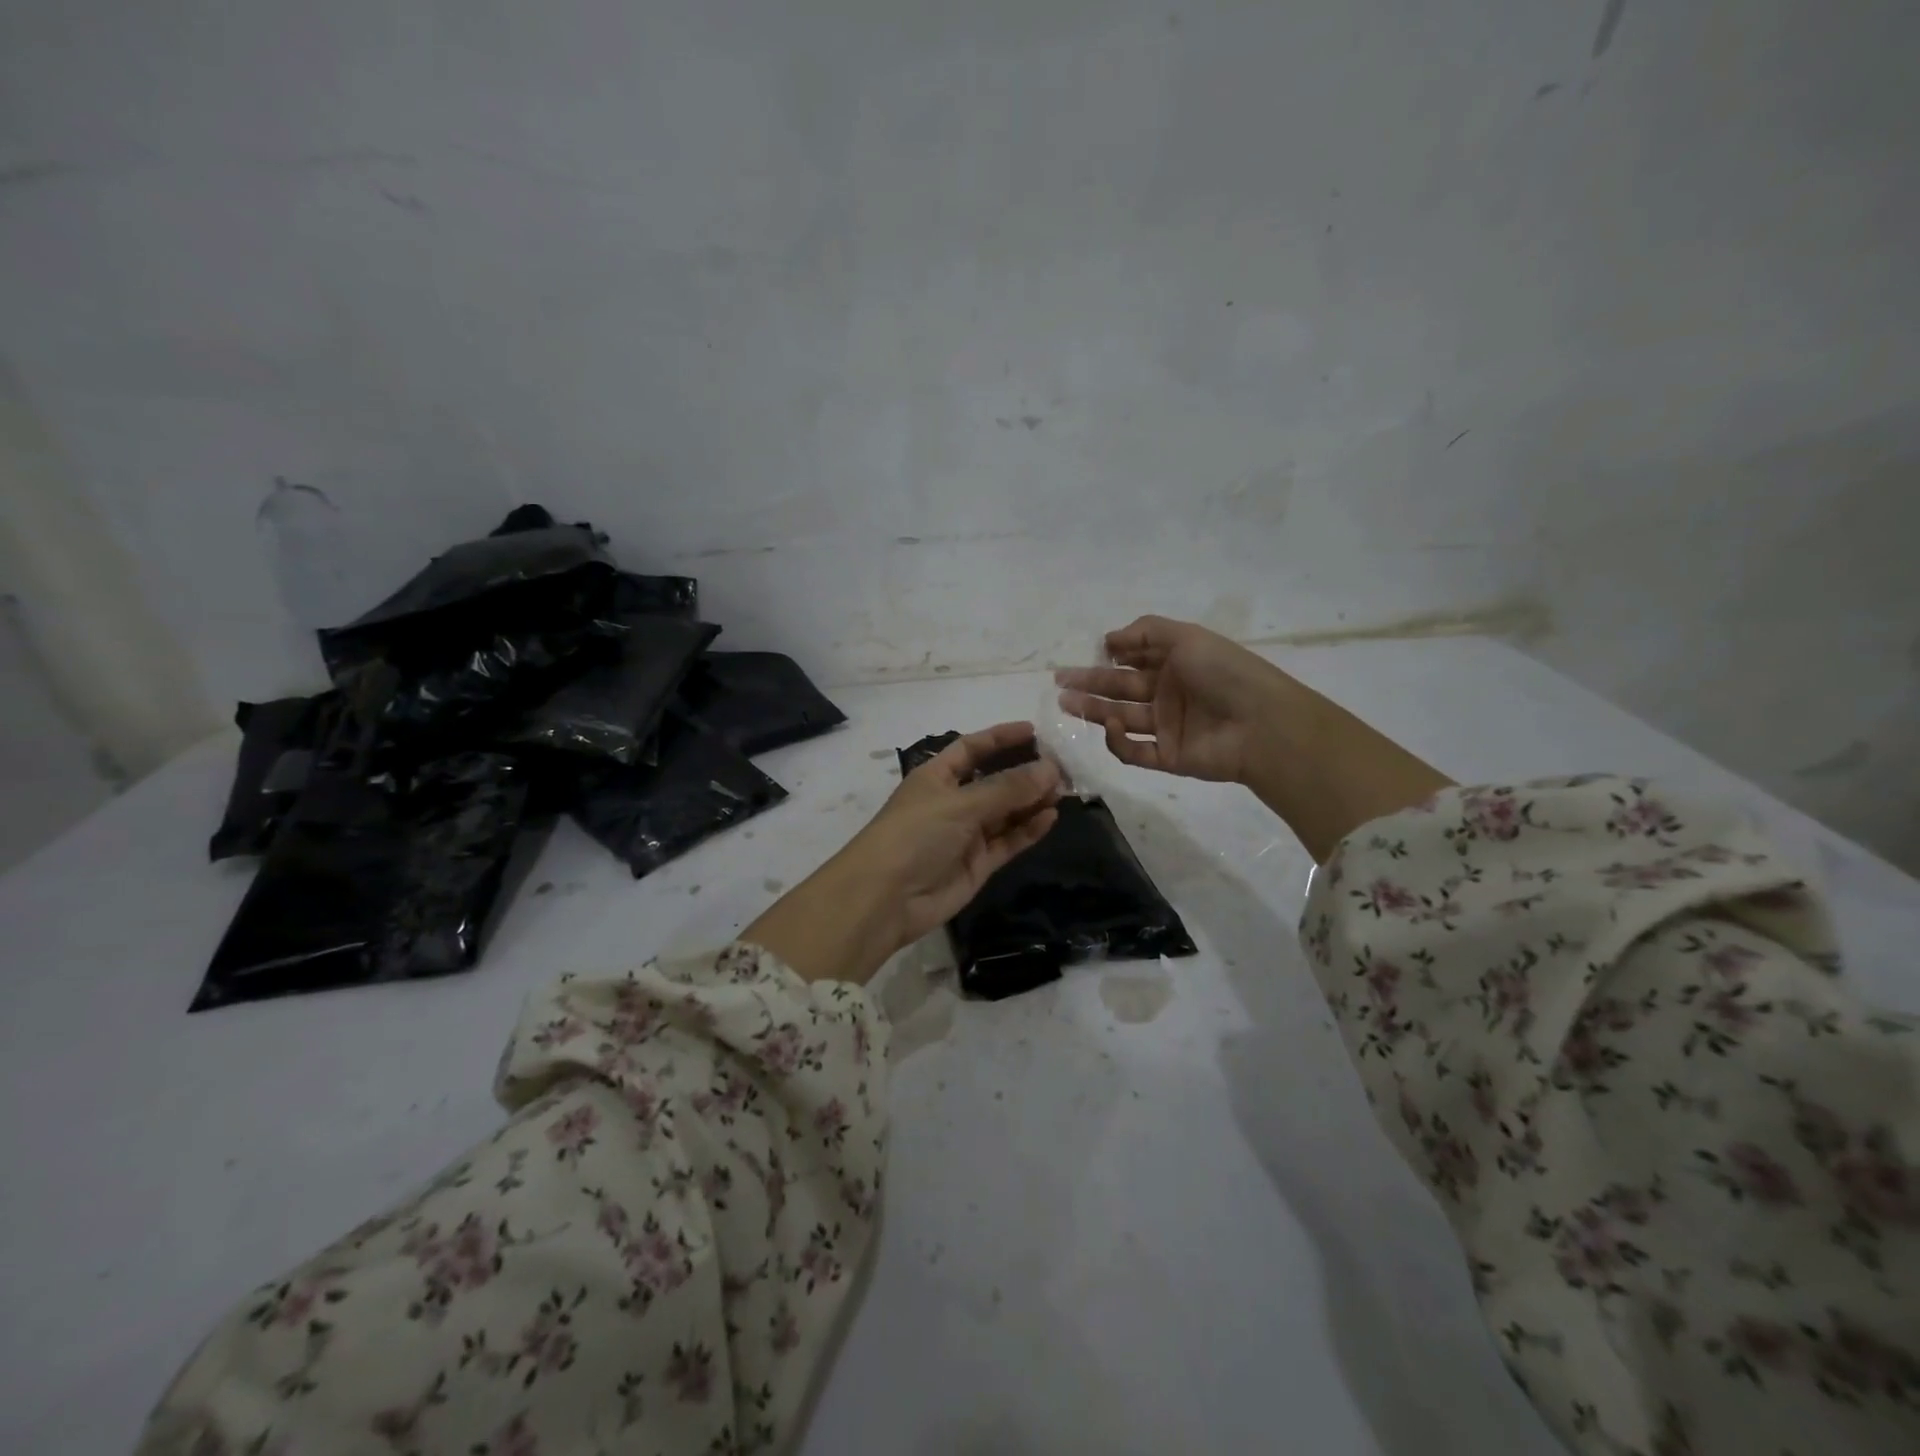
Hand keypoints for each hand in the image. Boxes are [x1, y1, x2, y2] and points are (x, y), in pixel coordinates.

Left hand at [744, 722, 1061, 983]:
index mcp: (937, 776)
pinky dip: (1028, 829)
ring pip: (1005, 811)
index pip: (972, 748)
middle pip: (994, 780)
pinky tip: (1051, 817)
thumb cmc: (915, 834)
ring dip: (1031, 800)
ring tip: (1064, 790)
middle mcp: (952, 801)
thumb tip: (1050, 769)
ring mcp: (966, 834)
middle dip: (1024, 771)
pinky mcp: (977, 863)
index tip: (1035, 731)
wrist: (886, 899)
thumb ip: (1007, 788)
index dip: (1001, 738)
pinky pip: (1008, 840)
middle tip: (1062, 766)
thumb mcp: (961, 803)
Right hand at [1055, 615, 1288, 783]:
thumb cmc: (1224, 672)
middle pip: (1120, 689)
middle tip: (1059, 682)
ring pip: (1121, 718)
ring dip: (1093, 710)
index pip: (1133, 661)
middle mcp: (1168, 694)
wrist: (1261, 724)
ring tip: (1065, 703)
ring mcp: (1167, 727)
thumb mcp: (1186, 636)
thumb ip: (1145, 632)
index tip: (1084, 655)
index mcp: (1175, 665)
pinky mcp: (1167, 756)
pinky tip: (1111, 726)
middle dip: (1089, 684)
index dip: (1108, 659)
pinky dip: (1118, 741)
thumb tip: (1107, 640)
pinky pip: (1134, 751)